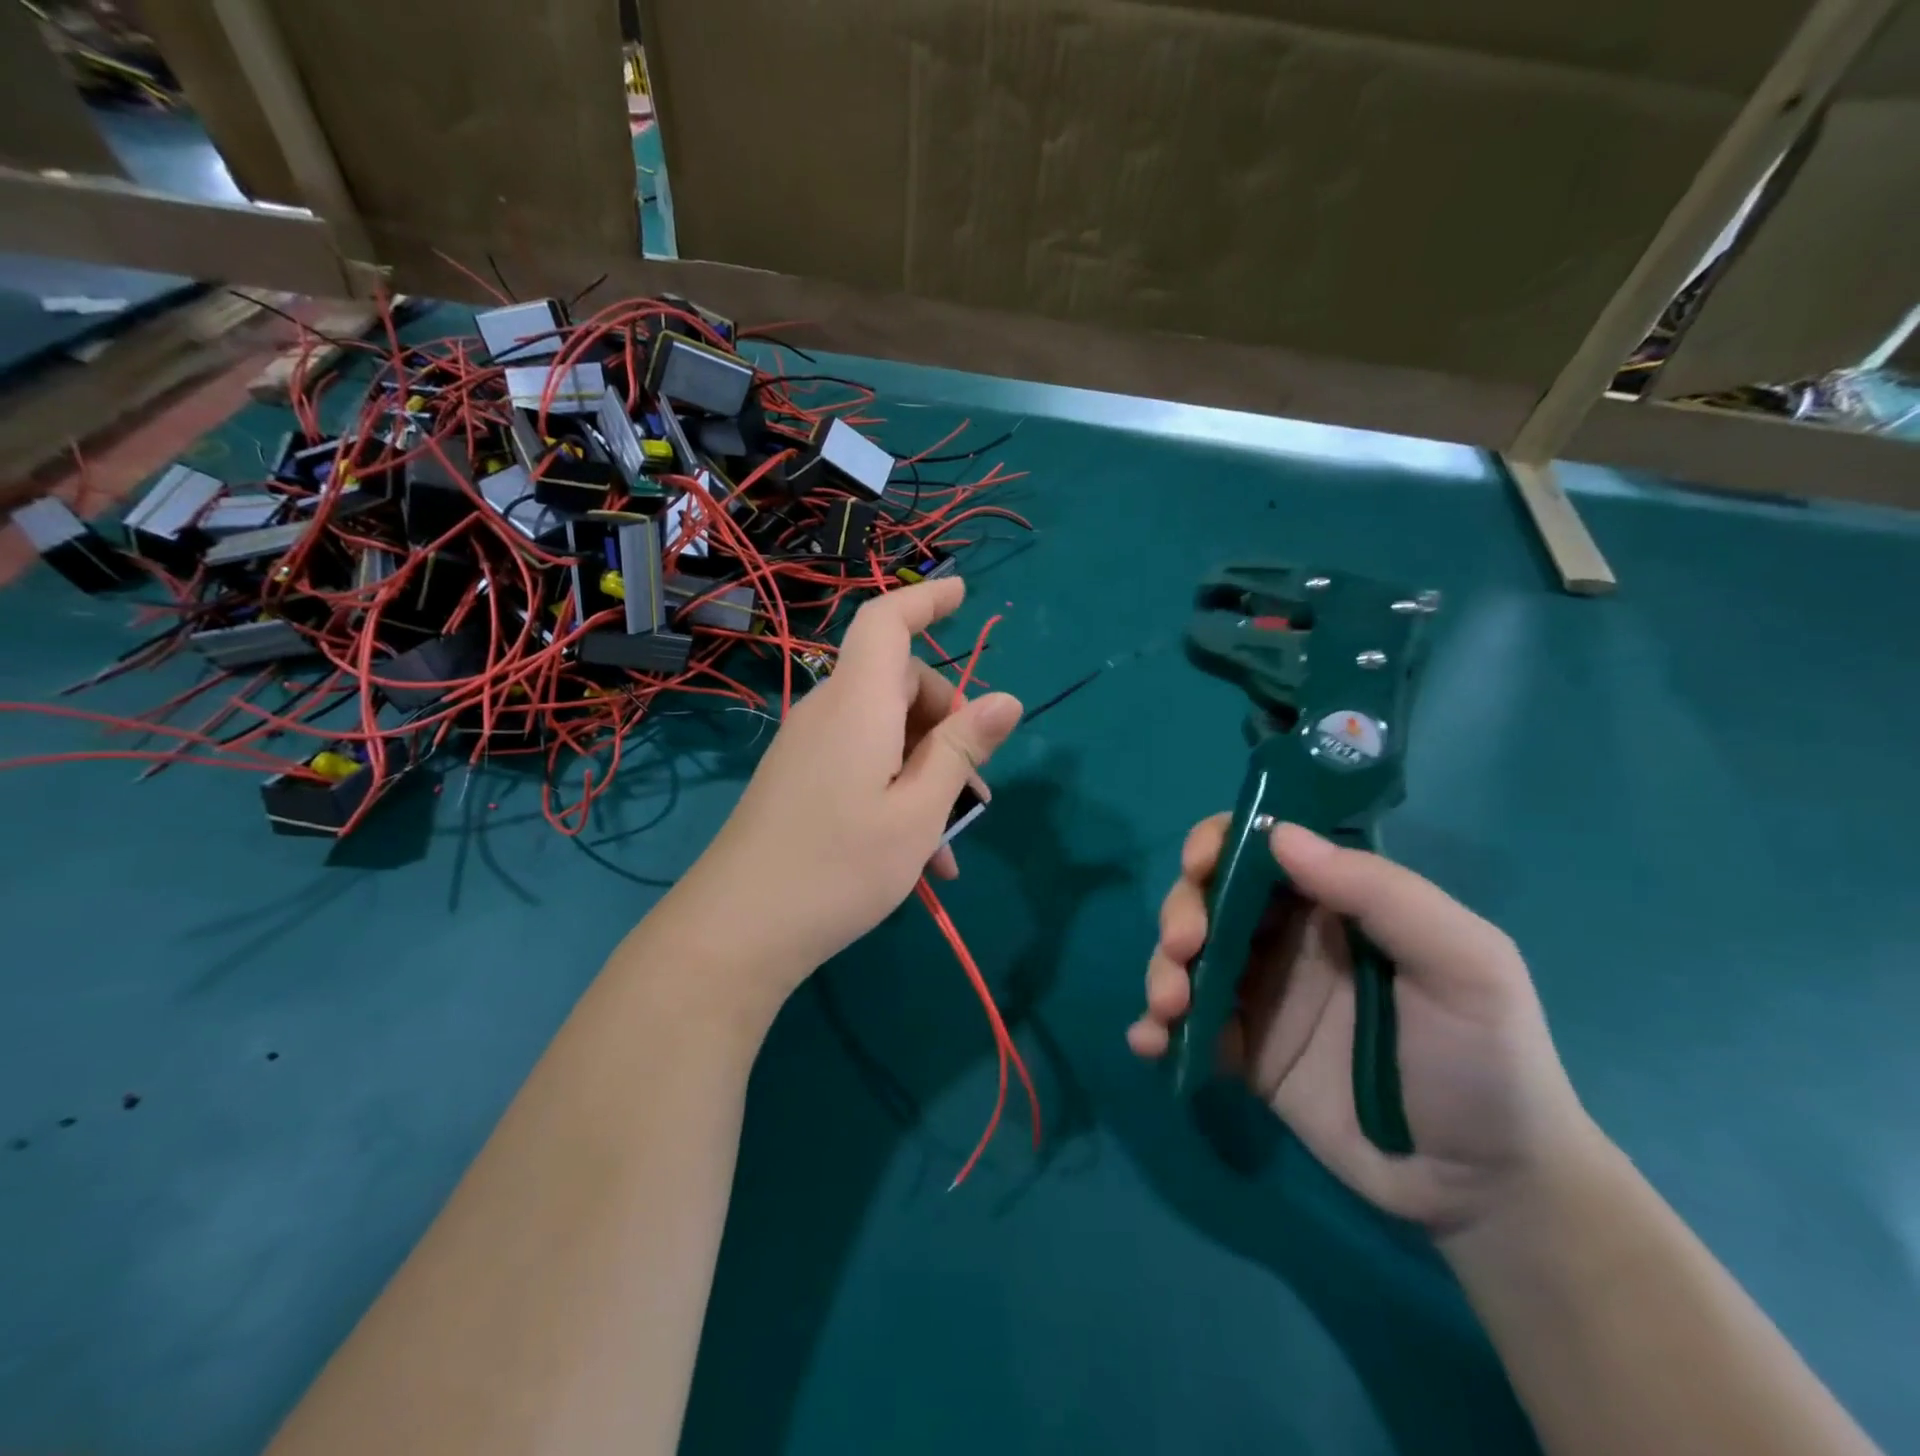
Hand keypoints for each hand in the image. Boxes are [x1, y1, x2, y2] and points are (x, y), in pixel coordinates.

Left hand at [672, 576, 1020, 1007]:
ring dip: (926, 770)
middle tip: (976, 785)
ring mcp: (810, 748)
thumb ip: (960, 749)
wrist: (737, 931)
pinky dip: (897, 791)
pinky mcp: (800, 781)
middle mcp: (829, 714)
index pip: (886, 622)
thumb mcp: (918, 811)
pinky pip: (861, 763)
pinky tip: (918, 857)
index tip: (962, 595)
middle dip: (946, 722)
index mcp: (858, 704)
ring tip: (951, 839)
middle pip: (898, 683)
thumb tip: (1007, 701)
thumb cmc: (839, 867)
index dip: (925, 600)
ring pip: (884, 732)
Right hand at [1128, 819, 1600, 1234]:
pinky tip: (1149, 1042)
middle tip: (1184, 948)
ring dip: (1161, 970)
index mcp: (1335, 904)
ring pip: (1186, 958)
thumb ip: (1380, 892)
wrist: (1487, 1189)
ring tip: (1170, 1009)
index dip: (1219, 843)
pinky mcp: (1242, 1052)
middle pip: (1209, 898)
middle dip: (1182, 912)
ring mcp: (1260, 996)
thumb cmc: (1487, 1059)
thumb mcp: (1463, 963)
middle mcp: (1288, 939)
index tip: (1198, 865)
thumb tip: (1278, 835)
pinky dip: (1155, 1027)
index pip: (1262, 848)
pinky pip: (1186, 1026)